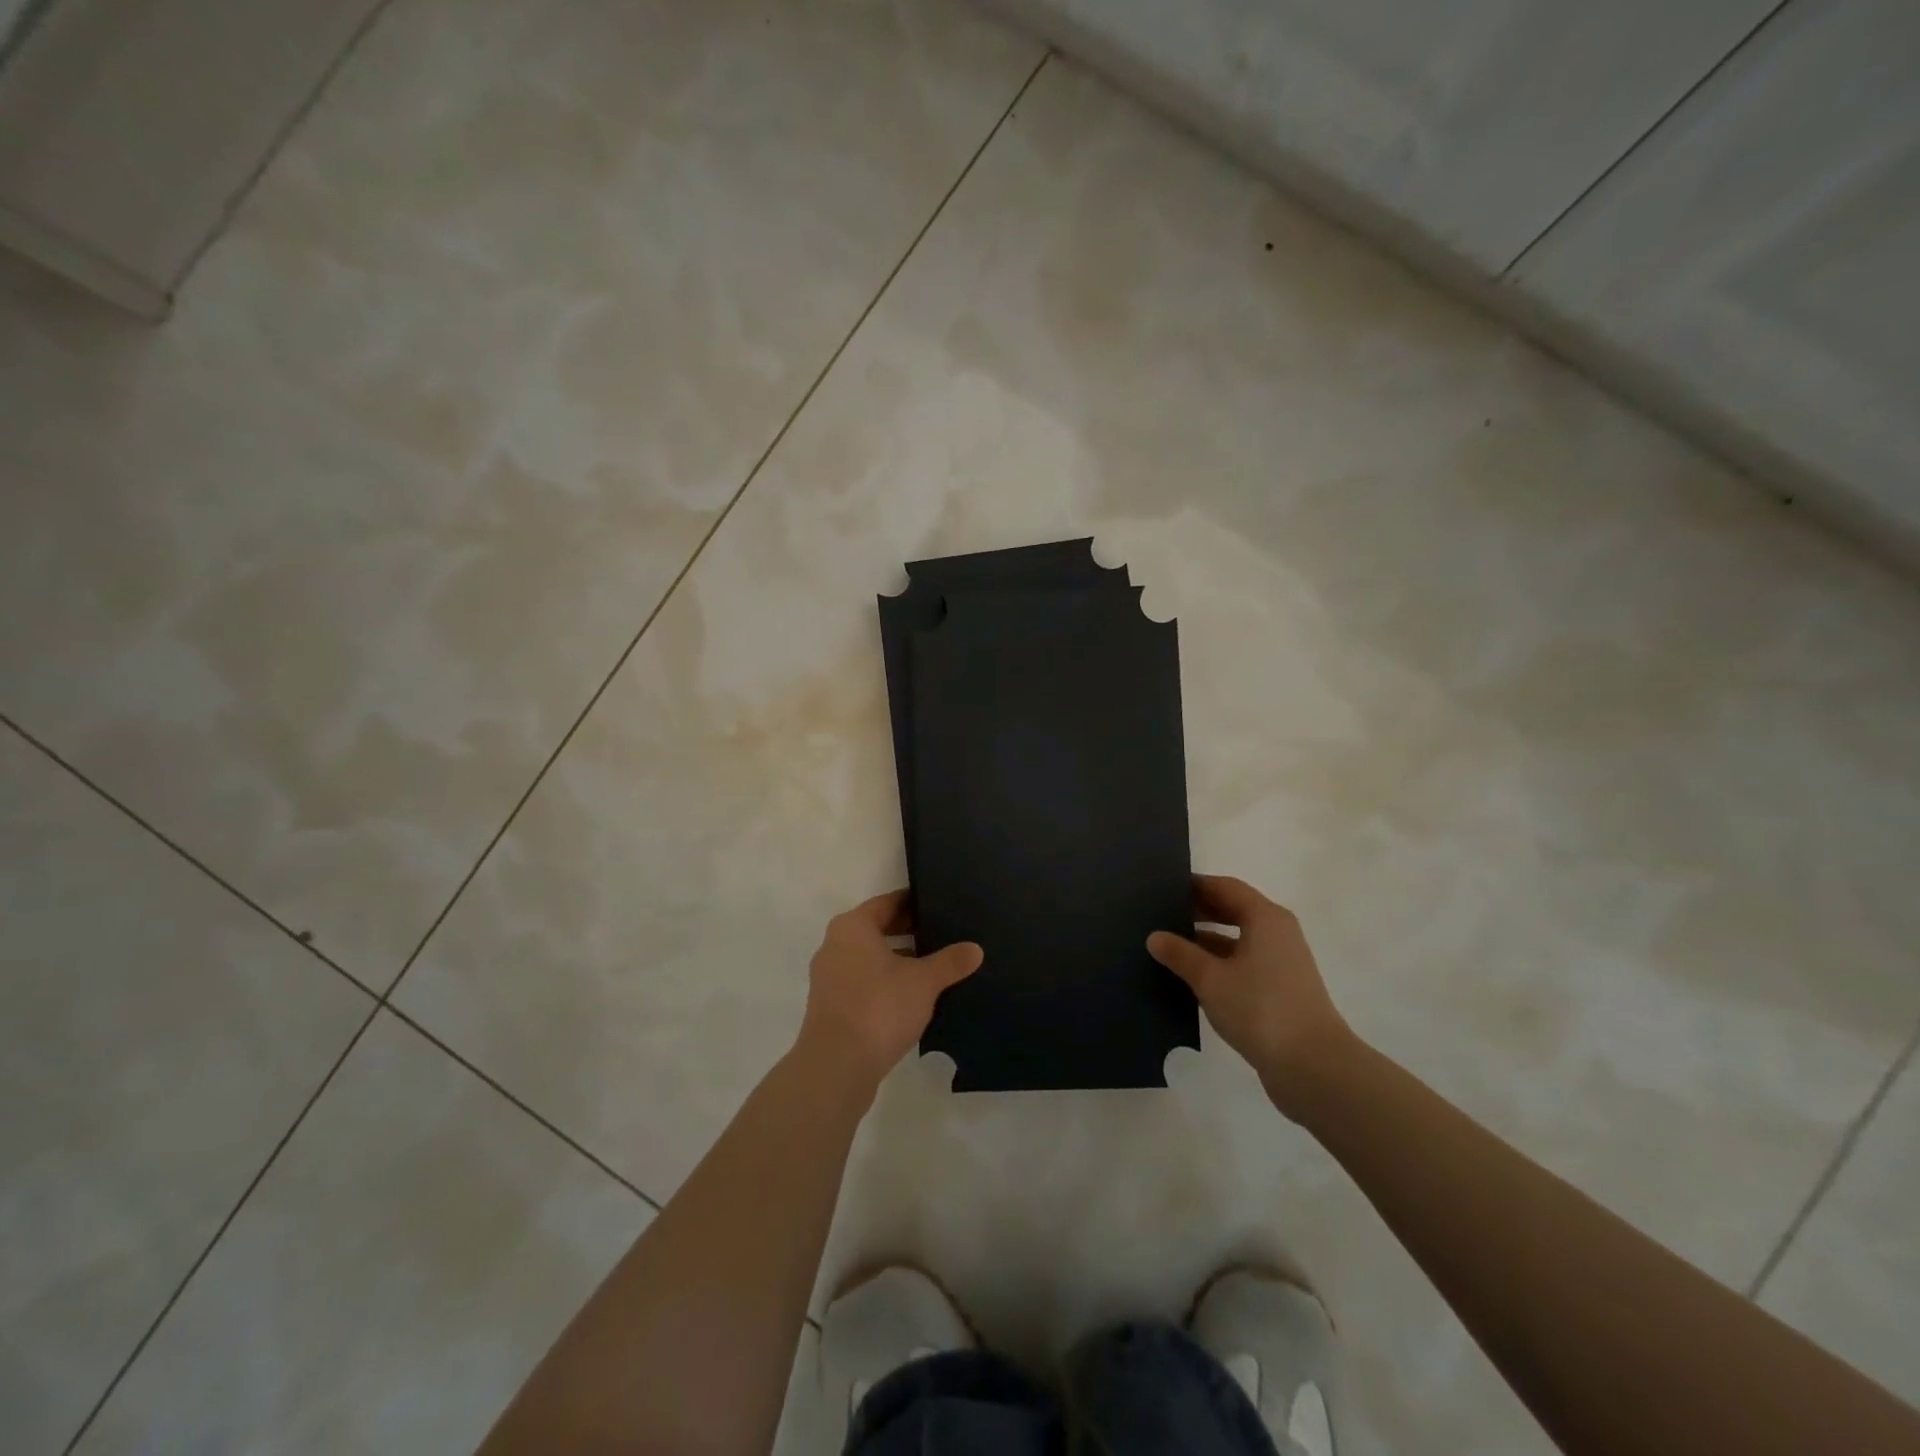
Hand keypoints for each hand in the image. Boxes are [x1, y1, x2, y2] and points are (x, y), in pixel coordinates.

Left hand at [796, 890, 982, 1092]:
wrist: (837, 1066)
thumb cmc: (879, 1008)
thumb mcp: (924, 982)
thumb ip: (950, 962)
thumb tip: (976, 949)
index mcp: (853, 927)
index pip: (888, 902)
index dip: (915, 901)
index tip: (940, 903)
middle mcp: (835, 945)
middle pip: (878, 928)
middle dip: (909, 931)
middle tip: (943, 933)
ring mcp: (829, 977)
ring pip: (870, 957)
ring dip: (898, 959)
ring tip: (934, 965)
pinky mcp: (831, 1006)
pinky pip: (864, 981)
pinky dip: (886, 982)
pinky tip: (913, 996)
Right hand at [1148, 875, 1354, 1116]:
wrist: (1313, 1066)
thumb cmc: (1260, 1008)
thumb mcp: (1210, 978)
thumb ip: (1180, 954)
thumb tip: (1155, 937)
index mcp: (1265, 918)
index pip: (1225, 887)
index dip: (1194, 885)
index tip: (1162, 888)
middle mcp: (1277, 933)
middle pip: (1233, 911)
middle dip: (1198, 912)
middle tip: (1159, 915)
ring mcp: (1281, 964)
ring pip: (1236, 940)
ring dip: (1205, 941)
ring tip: (1167, 946)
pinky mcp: (1280, 991)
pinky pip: (1242, 965)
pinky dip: (1218, 965)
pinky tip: (1190, 978)